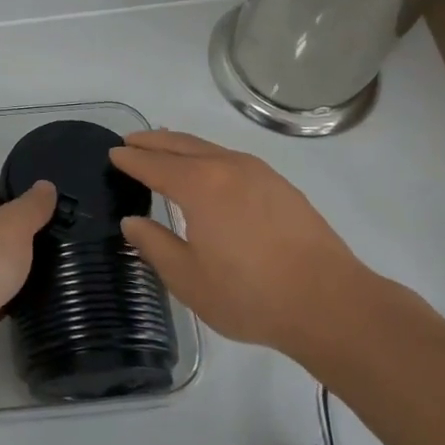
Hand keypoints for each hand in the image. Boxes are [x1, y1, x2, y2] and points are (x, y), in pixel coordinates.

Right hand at [108, 130, 375, 357]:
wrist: (331, 303)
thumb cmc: (250, 294)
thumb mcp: (188, 278)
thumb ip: (155, 245)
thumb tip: (133, 221)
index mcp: (199, 185)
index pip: (154, 165)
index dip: (131, 159)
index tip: (113, 153)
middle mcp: (227, 167)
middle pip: (181, 145)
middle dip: (154, 141)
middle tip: (131, 140)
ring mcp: (259, 173)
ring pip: (210, 148)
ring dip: (182, 145)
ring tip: (165, 147)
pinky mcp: (281, 187)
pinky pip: (232, 159)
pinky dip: (209, 156)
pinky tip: (210, 170)